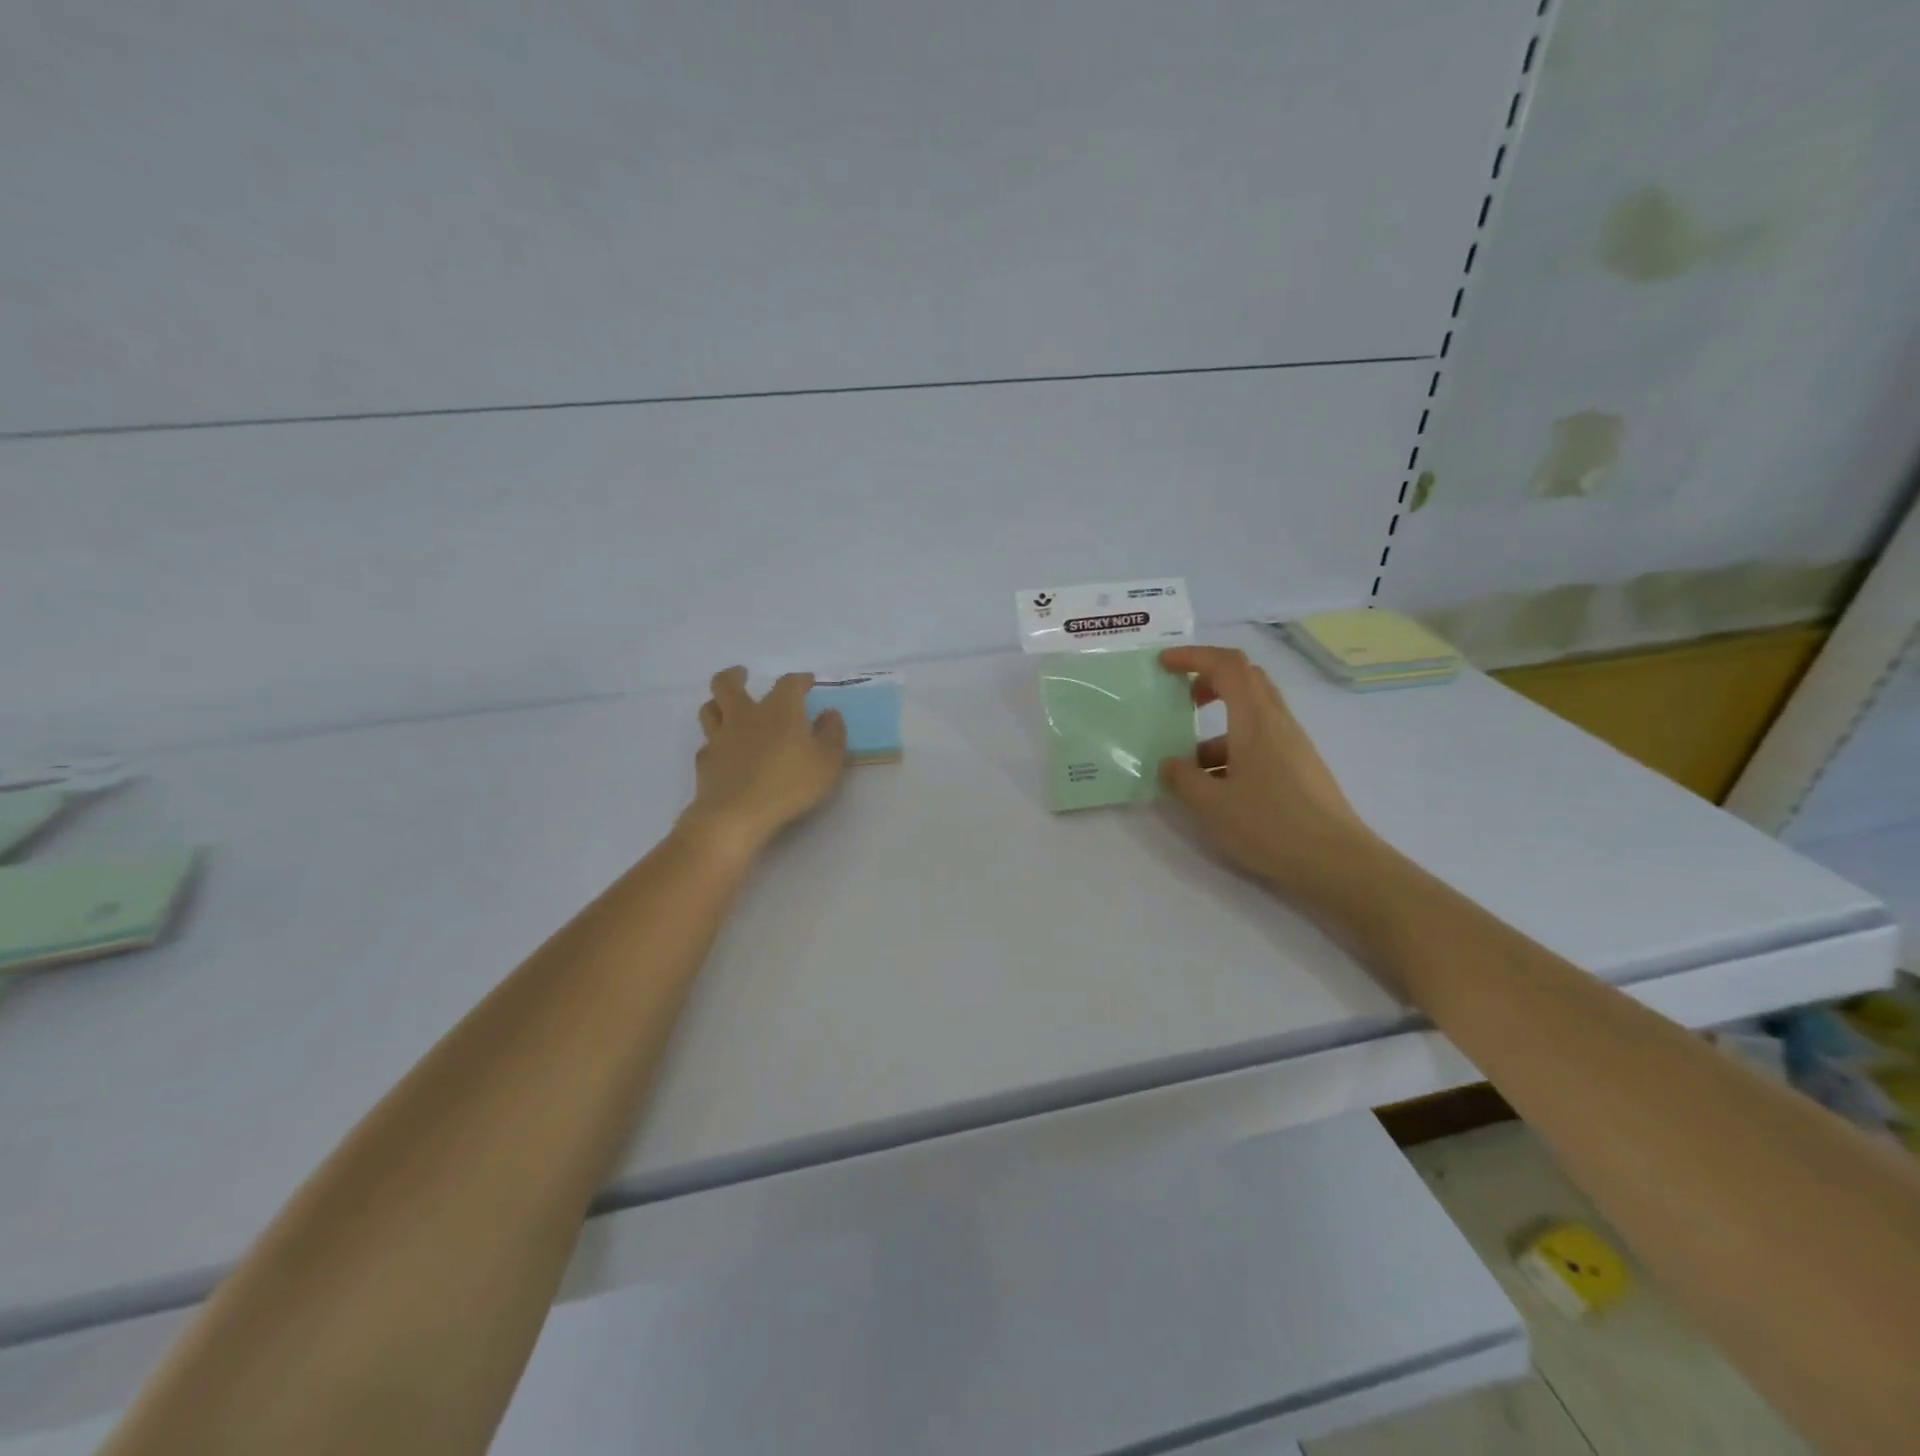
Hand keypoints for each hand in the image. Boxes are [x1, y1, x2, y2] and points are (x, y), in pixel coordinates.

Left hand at [680, 667, 846, 858]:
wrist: (737, 814)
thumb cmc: (789, 784)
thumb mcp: (827, 761)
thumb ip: (832, 734)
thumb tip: (829, 714)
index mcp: (779, 710)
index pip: (788, 683)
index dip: (799, 679)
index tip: (807, 681)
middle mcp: (745, 716)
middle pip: (728, 684)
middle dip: (735, 675)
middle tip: (742, 674)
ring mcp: (720, 738)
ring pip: (709, 709)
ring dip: (717, 703)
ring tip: (725, 706)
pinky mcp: (706, 762)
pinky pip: (707, 743)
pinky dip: (714, 742)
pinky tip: (722, 750)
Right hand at [1157, 646, 1376, 890]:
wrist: (1337, 862)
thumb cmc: (1269, 825)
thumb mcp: (1211, 805)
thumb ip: (1182, 779)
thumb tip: (1169, 764)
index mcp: (1255, 720)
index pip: (1227, 665)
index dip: (1193, 657)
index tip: (1164, 664)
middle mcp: (1278, 723)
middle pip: (1245, 680)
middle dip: (1208, 681)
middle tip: (1180, 701)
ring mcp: (1293, 745)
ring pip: (1251, 715)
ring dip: (1217, 727)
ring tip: (1190, 766)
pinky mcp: (1300, 768)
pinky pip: (1261, 742)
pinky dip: (1233, 750)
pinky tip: (1218, 788)